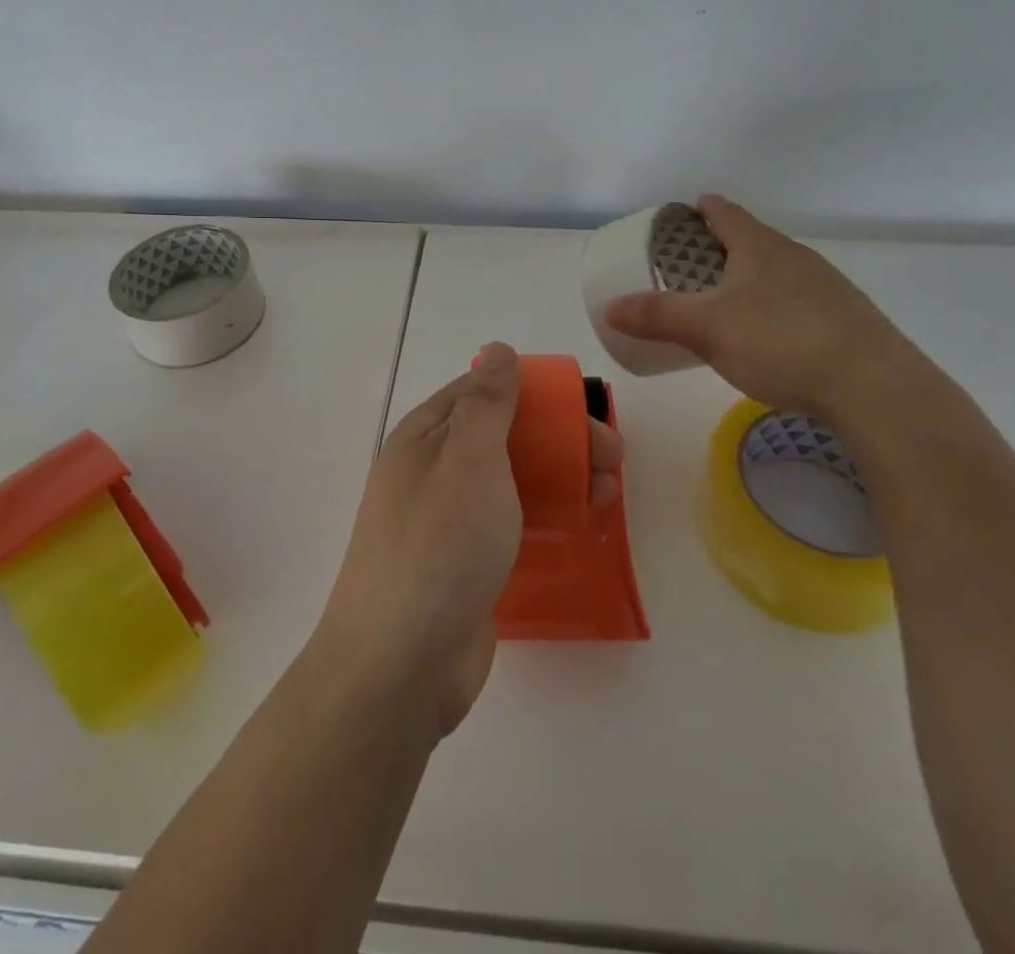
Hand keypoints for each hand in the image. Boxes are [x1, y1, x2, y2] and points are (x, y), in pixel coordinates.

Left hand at [313, 342, 623, 741]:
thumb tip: (497, 350)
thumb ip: (487, 402)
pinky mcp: (466, 562)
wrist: (401, 663)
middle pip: (506, 436)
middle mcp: (435, 470)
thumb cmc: (439, 543)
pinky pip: (511, 522)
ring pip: (513, 480)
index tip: (581, 408)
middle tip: (612, 459)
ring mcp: (449, 519)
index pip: (483, 391)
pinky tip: (579, 525)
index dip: (534, 392)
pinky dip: (545, 515)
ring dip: (561, 477)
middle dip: (560, 439)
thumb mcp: (467, 458)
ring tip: (607, 495)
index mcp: (427, 436)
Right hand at [604, 195, 922, 420]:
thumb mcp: (706, 329)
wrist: (874, 389)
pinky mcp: (847, 320)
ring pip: (778, 272)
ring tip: (726, 302)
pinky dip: (775, 307)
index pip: (726, 212)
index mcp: (760, 247)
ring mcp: (827, 287)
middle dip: (722, 247)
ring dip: (750, 279)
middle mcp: (796, 257)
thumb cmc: (780, 342)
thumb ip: (656, 316)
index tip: (684, 211)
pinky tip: (770, 337)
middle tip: (692, 264)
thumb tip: (609, 308)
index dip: (702, 208)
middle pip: (753, 240)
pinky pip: (799, 301)